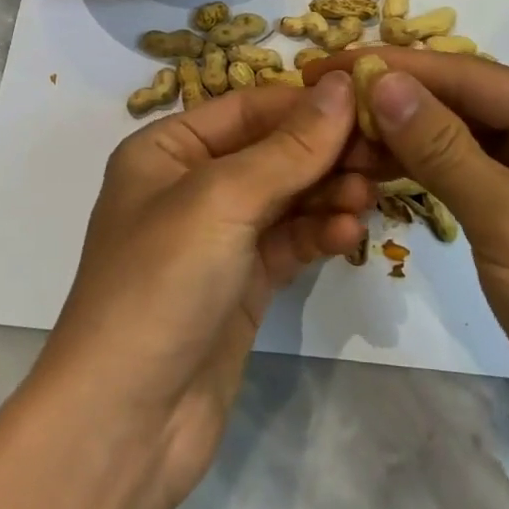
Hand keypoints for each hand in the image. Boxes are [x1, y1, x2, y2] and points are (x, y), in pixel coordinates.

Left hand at [36, 72, 369, 502]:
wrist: (126, 423)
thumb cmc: (161, 283)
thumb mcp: (223, 200)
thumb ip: (289, 147)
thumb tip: (342, 86)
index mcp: (166, 149)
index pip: (247, 108)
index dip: (305, 102)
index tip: (368, 102)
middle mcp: (189, 185)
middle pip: (271, 151)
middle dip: (323, 152)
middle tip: (382, 154)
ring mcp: (217, 238)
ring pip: (286, 197)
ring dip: (328, 194)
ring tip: (367, 197)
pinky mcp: (241, 283)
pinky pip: (289, 242)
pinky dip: (319, 234)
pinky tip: (349, 236)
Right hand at [312, 51, 508, 476]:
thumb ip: (442, 146)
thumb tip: (378, 80)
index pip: (470, 75)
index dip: (395, 67)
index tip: (326, 64)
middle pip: (462, 102)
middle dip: (393, 100)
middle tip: (319, 99)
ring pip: (456, 138)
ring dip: (399, 136)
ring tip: (333, 136)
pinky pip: (461, 175)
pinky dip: (418, 171)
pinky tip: (371, 167)